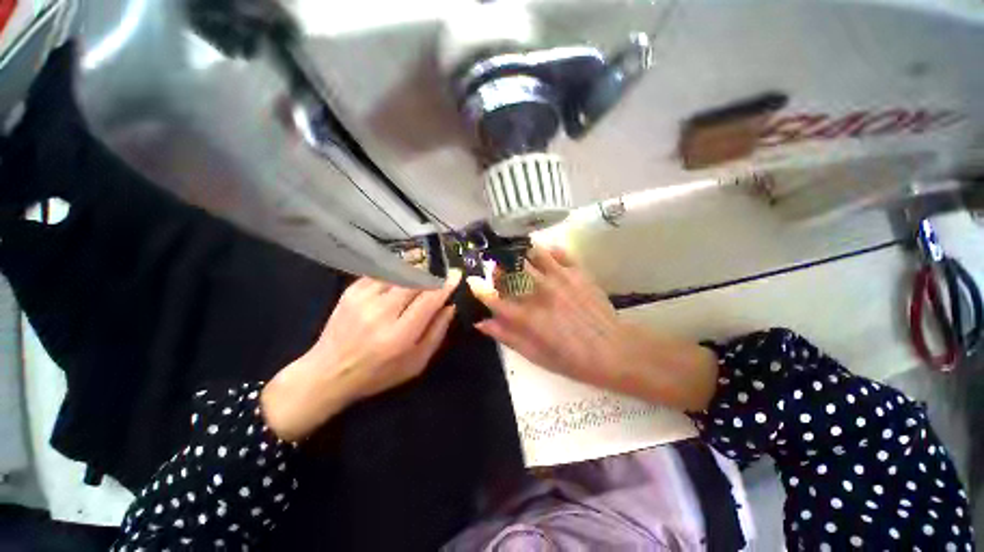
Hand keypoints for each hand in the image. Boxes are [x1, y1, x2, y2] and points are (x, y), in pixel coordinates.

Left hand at [262, 270, 461, 440]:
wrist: (327, 373)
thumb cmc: (378, 373)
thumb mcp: (416, 363)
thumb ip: (436, 333)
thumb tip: (451, 306)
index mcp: (400, 335)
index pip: (429, 300)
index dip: (445, 285)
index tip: (457, 274)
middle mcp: (381, 313)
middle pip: (414, 281)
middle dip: (432, 273)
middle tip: (441, 273)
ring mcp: (363, 299)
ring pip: (397, 272)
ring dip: (416, 267)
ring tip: (425, 267)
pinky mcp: (350, 292)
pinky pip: (380, 272)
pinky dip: (396, 269)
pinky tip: (402, 271)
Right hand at [468, 247, 717, 411]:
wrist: (615, 351)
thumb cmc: (573, 360)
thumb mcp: (536, 356)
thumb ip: (508, 337)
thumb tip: (482, 323)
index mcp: (528, 317)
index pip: (494, 297)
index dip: (480, 288)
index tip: (472, 282)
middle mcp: (540, 292)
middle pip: (511, 270)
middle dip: (499, 267)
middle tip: (496, 268)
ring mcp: (560, 279)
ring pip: (532, 254)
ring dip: (520, 253)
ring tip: (516, 255)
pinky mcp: (578, 272)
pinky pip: (559, 253)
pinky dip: (548, 250)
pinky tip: (544, 254)